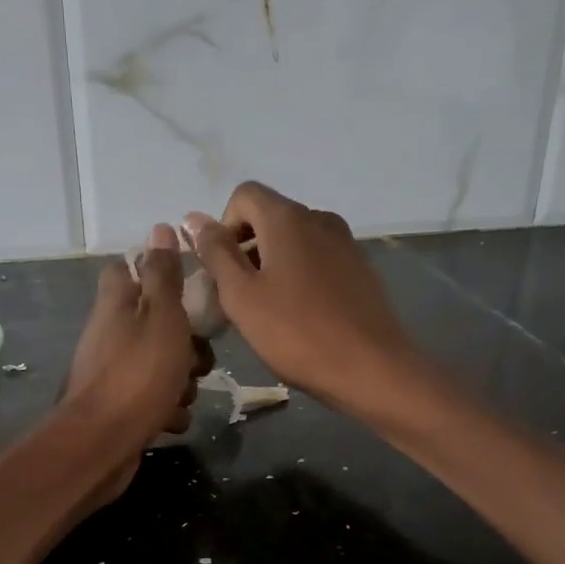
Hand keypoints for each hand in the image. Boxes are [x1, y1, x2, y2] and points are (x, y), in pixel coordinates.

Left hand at [59, 224, 208, 503]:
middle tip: (198, 359)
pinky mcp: (117, 408)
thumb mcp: (162, 317)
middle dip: (186, 343)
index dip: (156, 274)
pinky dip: (165, 410)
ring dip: (180, 381)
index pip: (126, 270)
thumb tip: (161, 228)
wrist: (102, 443)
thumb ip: (164, 275)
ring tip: (182, 395)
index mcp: (116, 305)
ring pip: (159, 365)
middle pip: (154, 324)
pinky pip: (152, 401)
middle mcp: (109, 335)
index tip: (185, 289)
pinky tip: (170, 420)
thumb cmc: (139, 374)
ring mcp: (111, 373)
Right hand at [185, 182, 425, 420]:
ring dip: (272, 265)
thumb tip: (193, 218)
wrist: (371, 368)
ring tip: (269, 311)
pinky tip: (300, 317)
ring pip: (294, 241)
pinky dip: (299, 277)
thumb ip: (216, 253)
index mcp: (288, 218)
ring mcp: (345, 243)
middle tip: (239, 298)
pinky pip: (318, 260)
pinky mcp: (360, 269)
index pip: (244, 195)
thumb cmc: (296, 333)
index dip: (224, 227)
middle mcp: (319, 218)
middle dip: (246, 249)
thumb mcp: (242, 296)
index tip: (223, 270)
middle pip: (270, 217)